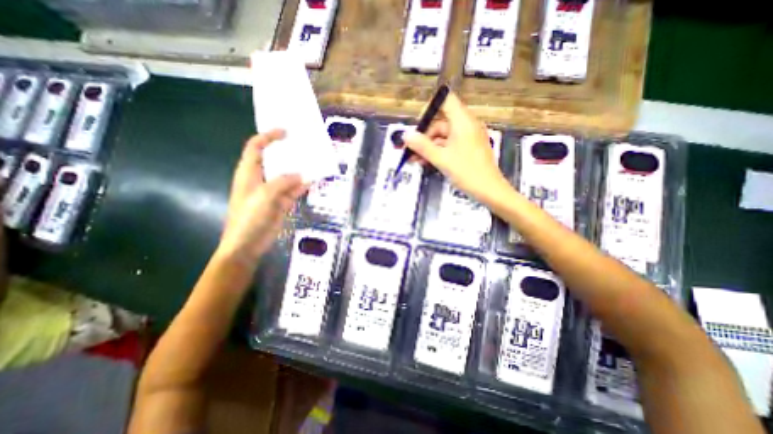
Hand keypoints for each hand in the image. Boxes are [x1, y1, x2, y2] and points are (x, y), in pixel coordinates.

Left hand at [218, 131, 308, 266]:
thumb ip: (284, 182)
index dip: (268, 137)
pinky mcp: (281, 203)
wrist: (248, 244)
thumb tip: (302, 176)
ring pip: (287, 176)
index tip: (285, 132)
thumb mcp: (265, 195)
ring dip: (299, 171)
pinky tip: (313, 182)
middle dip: (288, 153)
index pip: (256, 147)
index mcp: (249, 172)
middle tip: (305, 147)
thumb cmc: (249, 217)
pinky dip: (302, 187)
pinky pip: (293, 191)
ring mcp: (272, 192)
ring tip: (315, 163)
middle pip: (275, 161)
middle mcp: (261, 179)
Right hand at [405, 92, 507, 203]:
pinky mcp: (468, 148)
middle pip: (441, 121)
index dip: (430, 108)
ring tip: (414, 159)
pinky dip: (437, 151)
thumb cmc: (466, 172)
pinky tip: (425, 161)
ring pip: (443, 135)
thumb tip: (405, 135)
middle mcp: (466, 125)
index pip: (445, 100)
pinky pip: (449, 144)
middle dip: (424, 134)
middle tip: (410, 148)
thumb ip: (422, 146)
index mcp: (463, 121)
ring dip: (428, 145)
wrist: (489, 190)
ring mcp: (468, 137)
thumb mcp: (441, 159)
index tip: (417, 125)